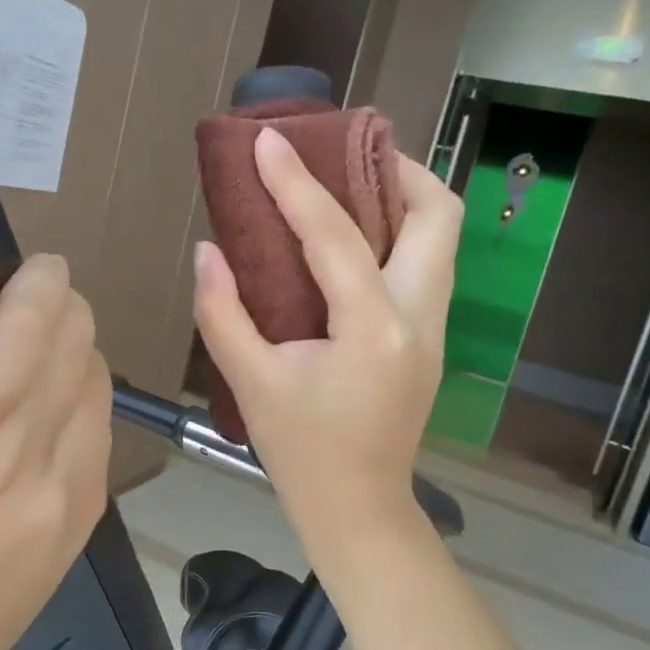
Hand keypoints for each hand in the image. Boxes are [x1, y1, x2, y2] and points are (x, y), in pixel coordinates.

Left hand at [0, 254, 112, 649]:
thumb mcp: (27, 585)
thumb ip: (59, 507)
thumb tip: (69, 426)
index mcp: (61, 514)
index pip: (95, 404)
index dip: (88, 360)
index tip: (75, 343)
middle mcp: (18, 478)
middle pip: (62, 366)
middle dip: (69, 315)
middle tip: (57, 287)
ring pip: (7, 349)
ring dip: (32, 293)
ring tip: (38, 269)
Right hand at [193, 129, 460, 560]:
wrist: (357, 507)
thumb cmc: (300, 450)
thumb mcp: (250, 382)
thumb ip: (222, 311)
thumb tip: (207, 250)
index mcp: (374, 330)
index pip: (335, 235)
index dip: (296, 183)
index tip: (269, 142)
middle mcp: (420, 318)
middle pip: (437, 214)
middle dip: (394, 170)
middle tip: (339, 158)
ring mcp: (435, 329)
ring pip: (441, 238)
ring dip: (401, 199)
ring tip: (347, 187)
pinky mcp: (430, 339)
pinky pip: (426, 265)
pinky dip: (397, 234)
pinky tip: (352, 242)